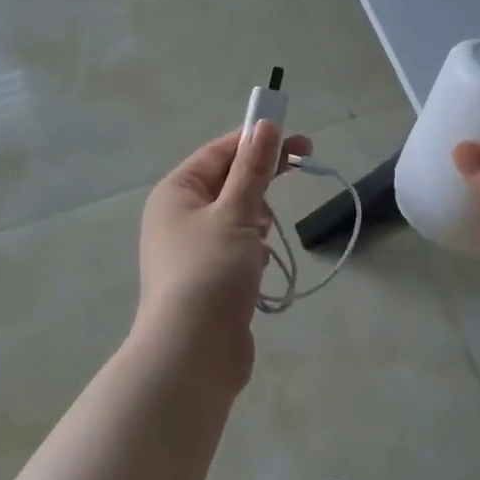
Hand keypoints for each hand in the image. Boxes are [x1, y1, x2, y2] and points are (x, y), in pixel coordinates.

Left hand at [136, 120, 311, 388]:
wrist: (192, 354)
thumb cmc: (210, 271)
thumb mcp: (236, 212)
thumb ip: (253, 169)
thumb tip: (264, 126)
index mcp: (176, 192)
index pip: (220, 152)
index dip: (258, 141)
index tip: (298, 141)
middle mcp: (178, 216)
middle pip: (228, 181)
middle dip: (261, 178)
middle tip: (302, 166)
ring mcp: (191, 249)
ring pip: (235, 215)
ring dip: (257, 218)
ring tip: (262, 238)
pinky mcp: (207, 278)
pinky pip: (236, 247)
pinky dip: (252, 249)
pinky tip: (260, 267)